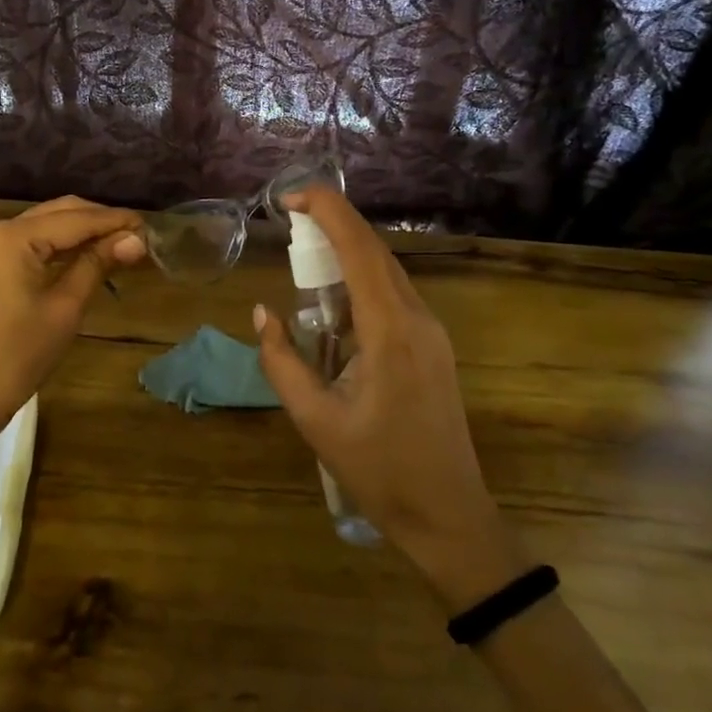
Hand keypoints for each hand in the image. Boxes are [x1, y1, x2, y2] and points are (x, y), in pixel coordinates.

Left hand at [0, 196, 147, 451]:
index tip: (151, 226)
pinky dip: (64, 245)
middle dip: (101, 221)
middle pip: (61, 211)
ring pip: (49, 224)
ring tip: (121, 245)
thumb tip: (136, 239)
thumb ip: (98, 264)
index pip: (77, 218)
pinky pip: (35, 242)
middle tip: (139, 237)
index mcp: (15, 236)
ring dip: (84, 231)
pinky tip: (89, 255)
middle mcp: (0, 230)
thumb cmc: (19, 354)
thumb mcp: (65, 307)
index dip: (116, 221)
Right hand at [254, 187, 527, 607]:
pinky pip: (395, 293)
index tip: (291, 196)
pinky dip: (362, 276)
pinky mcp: (433, 345)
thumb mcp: (316, 421)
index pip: (360, 250)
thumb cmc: (379, 471)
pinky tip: (335, 294)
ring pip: (388, 269)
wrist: (449, 515)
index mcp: (390, 331)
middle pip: (376, 250)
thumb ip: (283, 362)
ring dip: (348, 248)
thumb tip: (262, 313)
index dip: (328, 211)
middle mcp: (418, 318)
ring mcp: (432, 331)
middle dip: (334, 222)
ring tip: (305, 248)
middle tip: (290, 215)